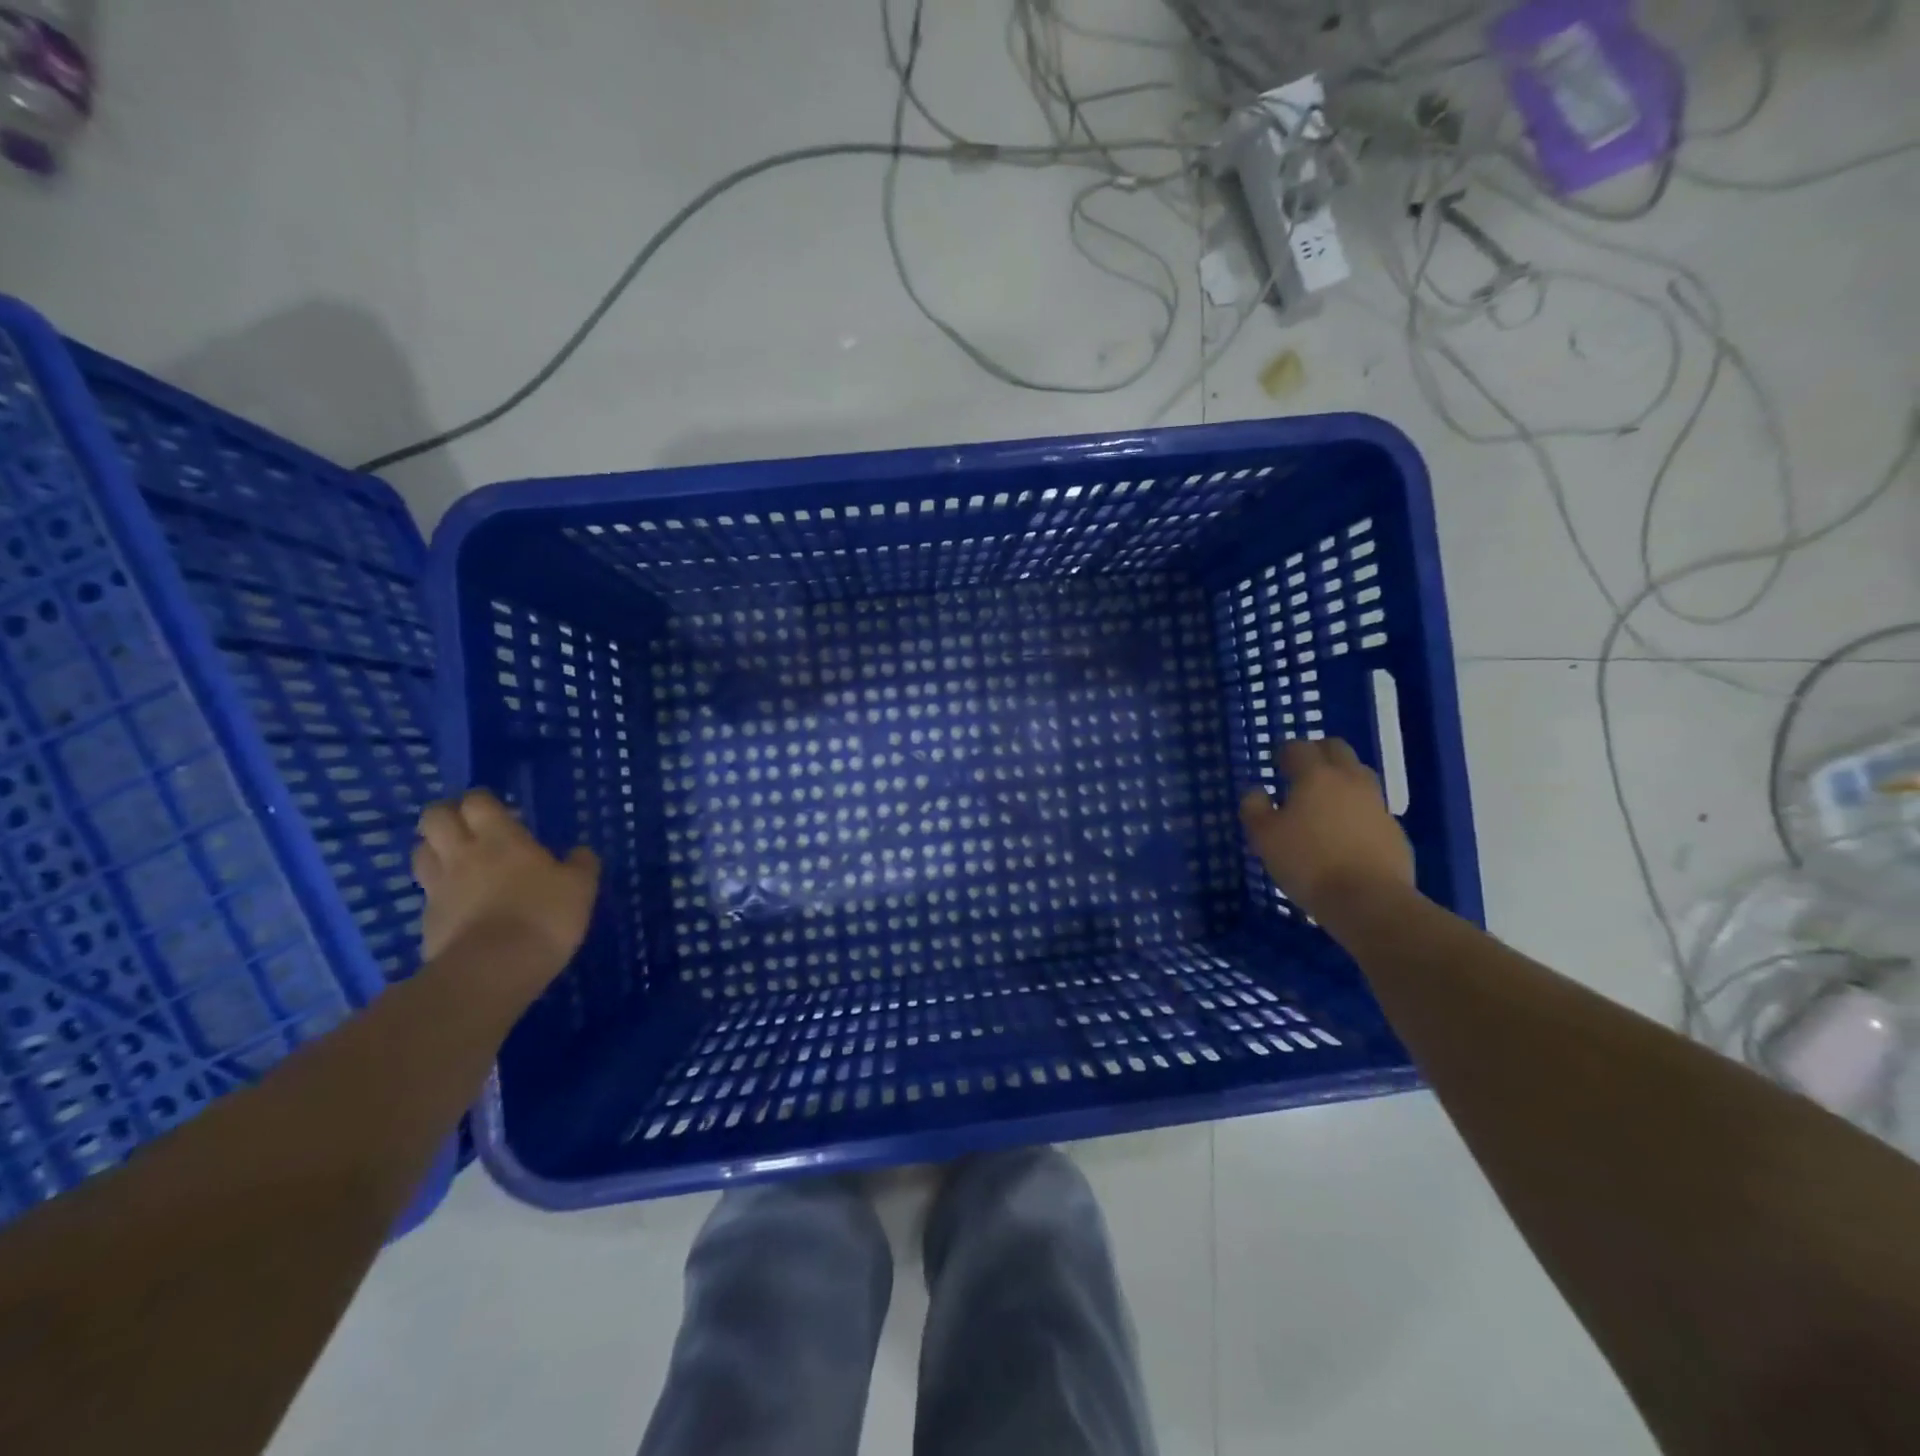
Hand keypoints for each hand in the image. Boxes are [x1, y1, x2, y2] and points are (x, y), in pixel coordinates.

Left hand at [412, 790, 600, 975]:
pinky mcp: (427, 920)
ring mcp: (439, 887)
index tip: (500, 810)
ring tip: (458, 860)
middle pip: (434, 817)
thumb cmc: (543, 916)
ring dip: (435, 849)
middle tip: (471, 827)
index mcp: (500, 838)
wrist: (492, 970)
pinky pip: (427, 892)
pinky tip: (459, 903)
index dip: (484, 800)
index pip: (477, 801)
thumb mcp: (581, 887)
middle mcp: (463, 854)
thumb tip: (580, 852)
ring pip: (421, 851)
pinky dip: (439, 891)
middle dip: (448, 815)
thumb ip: (580, 865)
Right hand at [1239, 738, 1412, 917]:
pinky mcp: (1394, 831)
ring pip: (1360, 776)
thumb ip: (1254, 808)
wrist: (1369, 901)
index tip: (1276, 764)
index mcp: (1316, 776)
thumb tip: (1256, 792)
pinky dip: (1357, 812)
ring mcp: (1377, 804)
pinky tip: (1345, 835)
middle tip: (1301, 773)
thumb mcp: (1264, 837)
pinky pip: (1373, 809)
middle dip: (1318, 753)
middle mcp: (1350, 781)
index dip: (1285, 752)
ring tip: (1324, 803)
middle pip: (1337, 749)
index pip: (1299, 747)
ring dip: (1341, 780)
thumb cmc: (1308, 863)